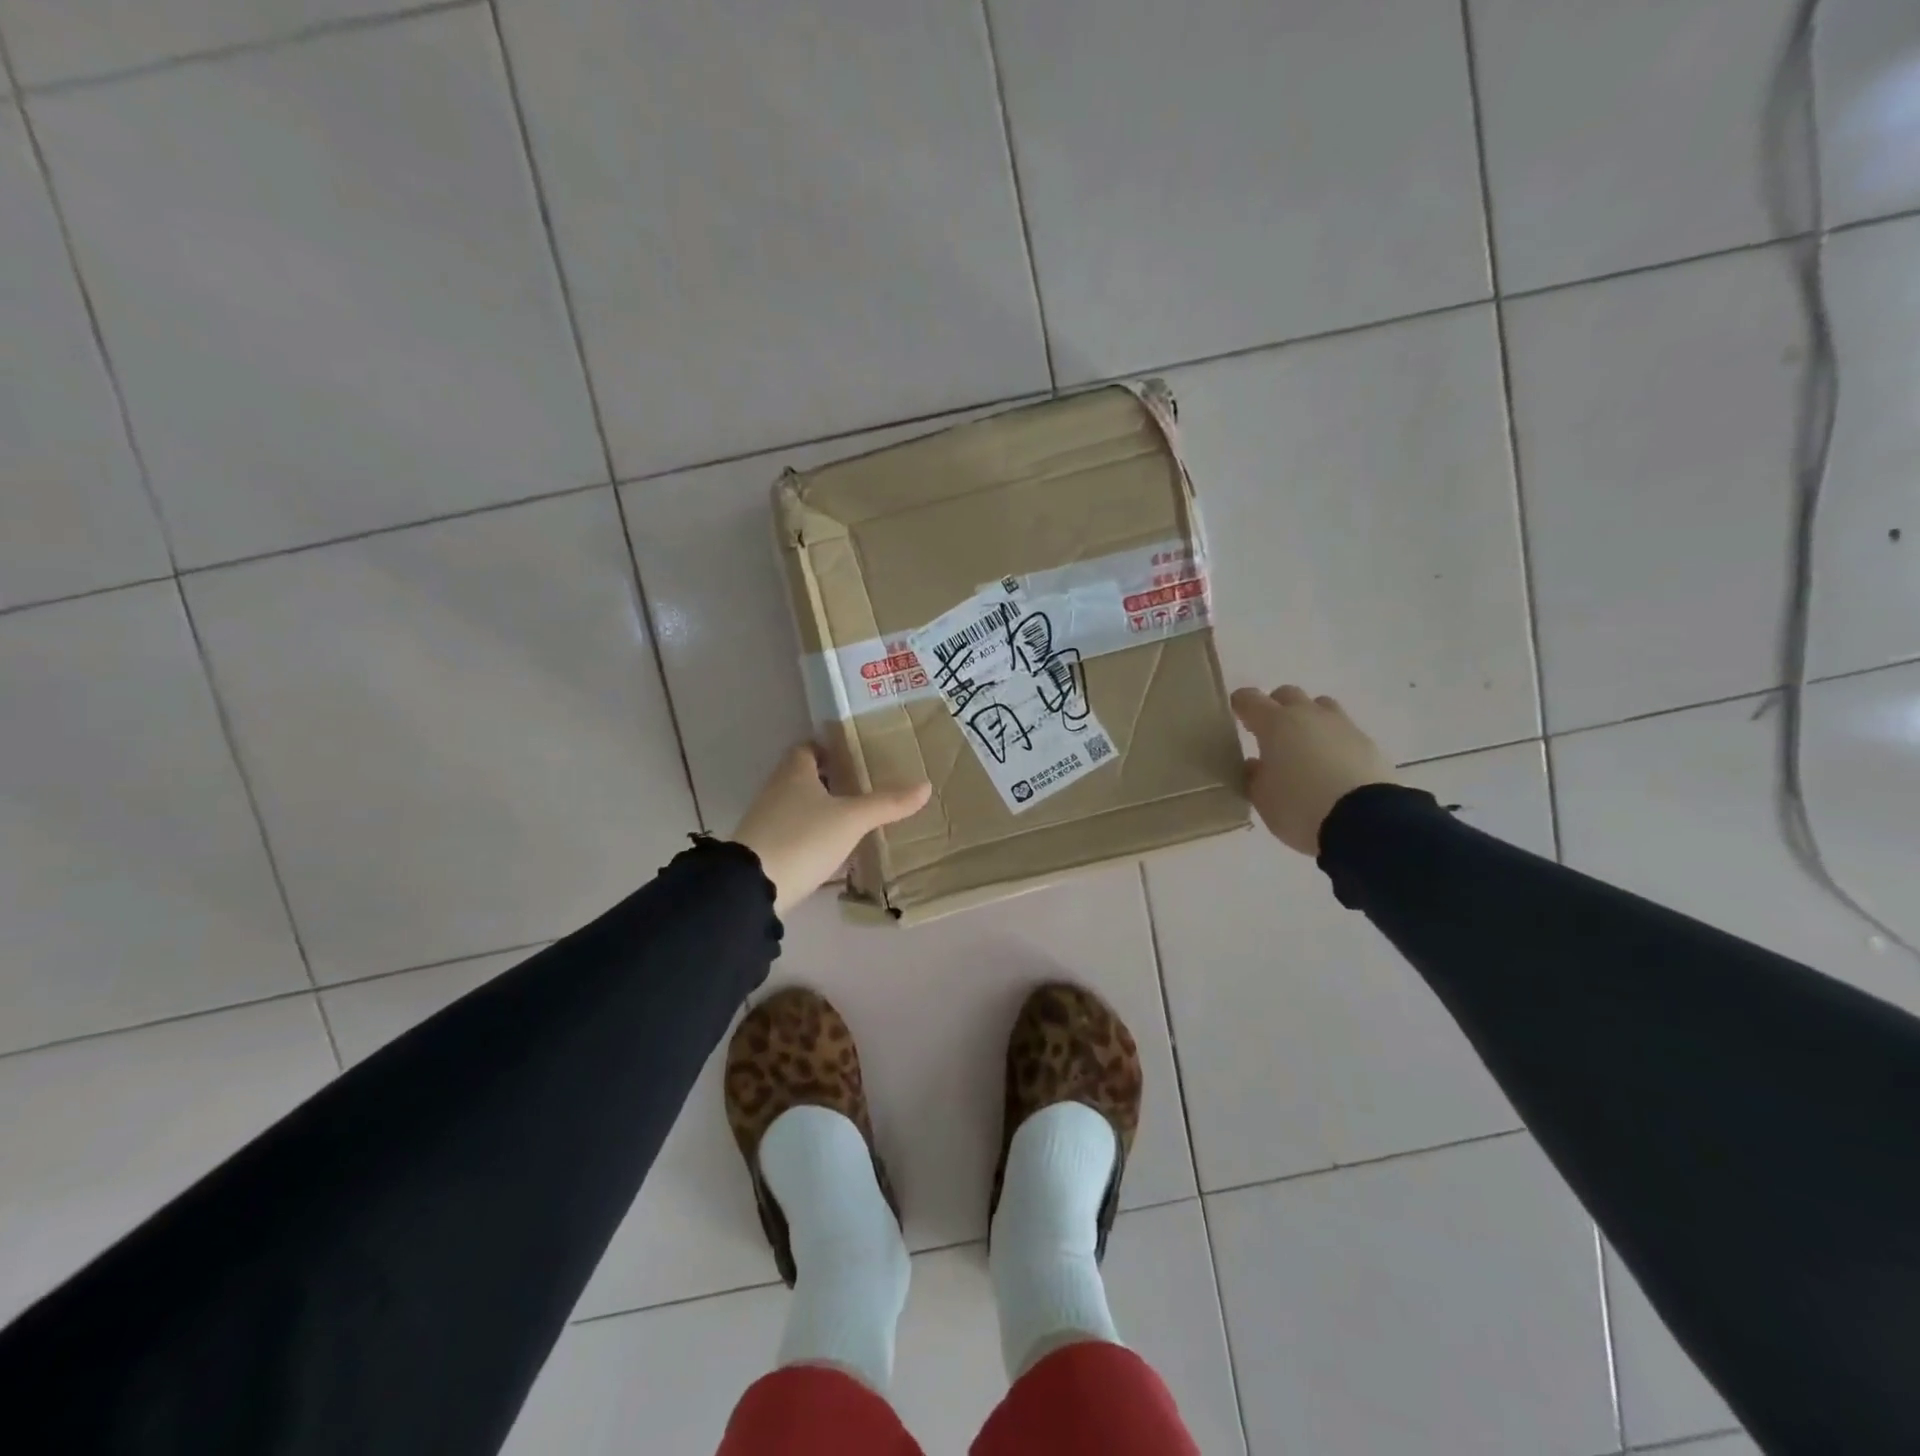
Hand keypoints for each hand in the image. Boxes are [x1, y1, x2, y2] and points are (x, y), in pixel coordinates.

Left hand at [731, 745, 931, 916]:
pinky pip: (791, 831)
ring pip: (796, 805)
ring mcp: (765, 821)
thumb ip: (887, 803)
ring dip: (819, 808)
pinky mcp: (763, 849)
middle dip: (828, 779)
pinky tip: (831, 848)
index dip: (828, 749)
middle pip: (802, 776)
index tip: (852, 756)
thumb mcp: (852, 820)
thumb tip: (925, 786)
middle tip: (860, 786)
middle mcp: (775, 790)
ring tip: (851, 817)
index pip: (807, 748)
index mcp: (794, 773)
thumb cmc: (803, 838)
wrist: (753, 887)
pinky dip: (810, 833)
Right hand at [1230, 685, 1396, 855]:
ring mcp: (1341, 726)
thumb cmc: (1299, 806)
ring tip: (1304, 747)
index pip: (1249, 699)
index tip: (1236, 716)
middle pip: (1287, 694)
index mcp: (1275, 724)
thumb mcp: (1261, 797)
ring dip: (1309, 719)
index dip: (1240, 705)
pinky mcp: (1368, 743)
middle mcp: (1308, 715)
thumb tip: (1255, 764)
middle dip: (1276, 708)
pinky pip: (1343, 731)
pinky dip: (1332, 741)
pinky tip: (1331, 766)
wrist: (1364, 821)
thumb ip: (1253, 775)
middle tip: (1270, 733)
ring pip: (1320, 707)